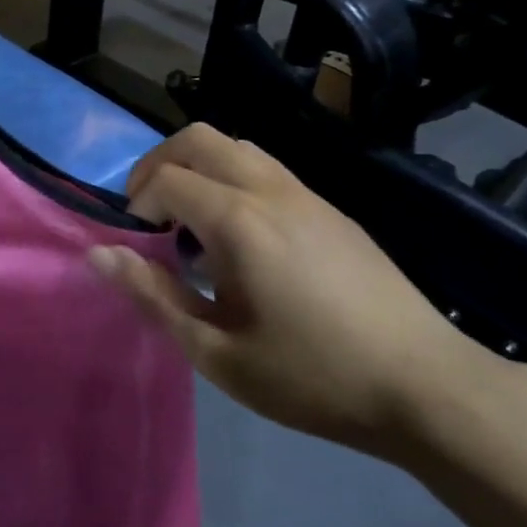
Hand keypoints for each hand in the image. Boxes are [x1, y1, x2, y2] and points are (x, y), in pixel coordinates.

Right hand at [89, 124, 508, 461]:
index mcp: (239, 221)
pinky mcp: (332, 209)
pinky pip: (267, 168)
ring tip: (191, 224)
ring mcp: (307, 194)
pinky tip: (242, 239)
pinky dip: (233, 180)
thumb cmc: (312, 377)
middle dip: (158, 165)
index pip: (165, 179)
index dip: (136, 205)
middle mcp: (270, 190)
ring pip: (236, 145)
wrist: (427, 387)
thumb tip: (100, 255)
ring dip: (198, 168)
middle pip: (197, 138)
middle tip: (150, 216)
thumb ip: (153, 297)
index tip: (138, 247)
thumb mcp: (217, 352)